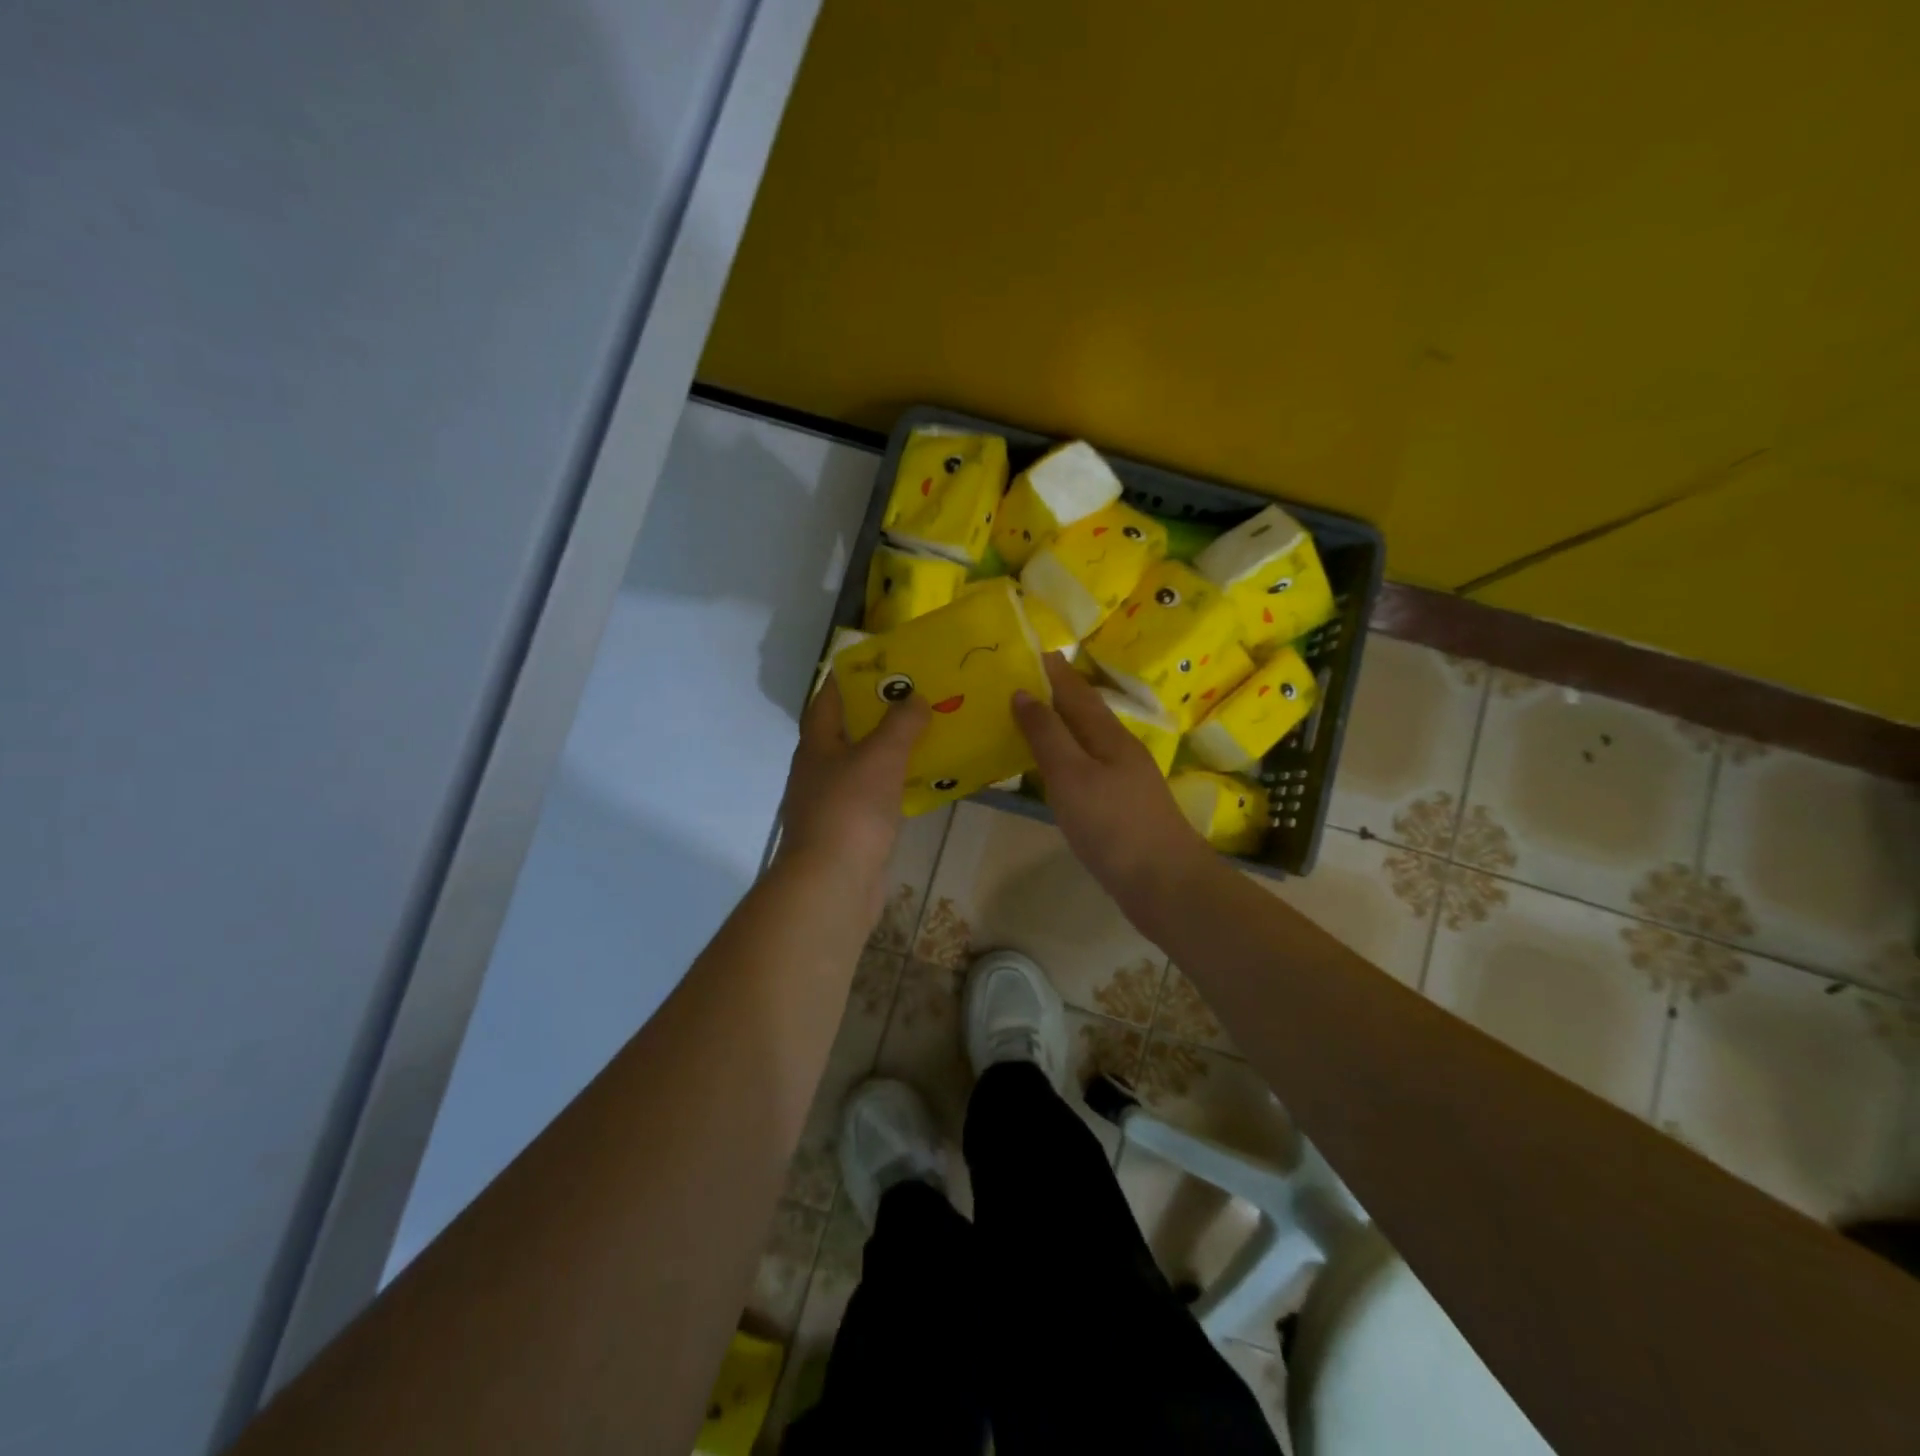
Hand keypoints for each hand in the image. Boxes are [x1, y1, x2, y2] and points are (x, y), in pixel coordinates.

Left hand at [776, 678, 928, 906]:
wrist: (833, 883)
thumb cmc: (851, 809)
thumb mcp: (880, 756)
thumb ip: (900, 724)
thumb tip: (915, 697)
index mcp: (817, 744)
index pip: (830, 698)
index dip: (853, 677)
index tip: (885, 663)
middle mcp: (820, 769)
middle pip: (849, 731)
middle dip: (881, 713)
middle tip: (919, 696)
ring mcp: (833, 802)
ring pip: (865, 765)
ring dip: (892, 750)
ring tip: (929, 733)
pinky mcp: (851, 831)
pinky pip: (877, 796)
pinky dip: (897, 785)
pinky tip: (924, 781)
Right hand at [1012, 654, 1213, 916]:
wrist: (1164, 884)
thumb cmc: (1113, 825)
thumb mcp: (1072, 775)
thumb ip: (1047, 734)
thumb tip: (1023, 692)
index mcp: (1109, 735)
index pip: (1076, 691)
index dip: (1053, 670)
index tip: (1029, 649)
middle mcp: (1119, 750)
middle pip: (1084, 713)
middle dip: (1055, 694)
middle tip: (1019, 680)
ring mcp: (1124, 780)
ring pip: (1086, 741)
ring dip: (1059, 725)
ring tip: (1028, 718)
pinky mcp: (1121, 808)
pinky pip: (1086, 768)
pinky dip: (1065, 758)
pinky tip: (1052, 769)